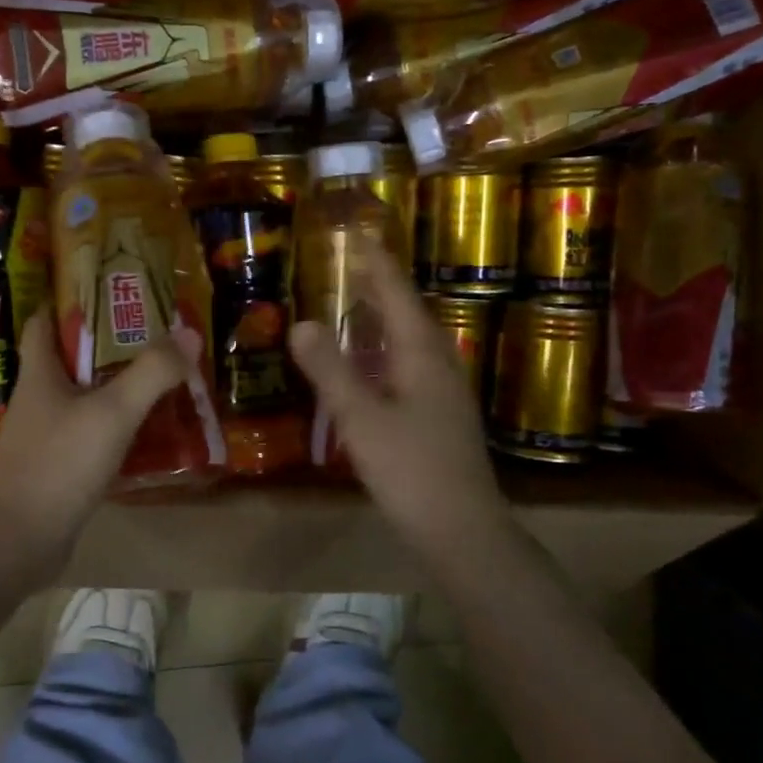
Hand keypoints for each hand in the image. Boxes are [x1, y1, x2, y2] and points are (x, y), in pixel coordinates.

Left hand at [0, 309, 198, 578]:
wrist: (15, 542)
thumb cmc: (57, 464)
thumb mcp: (112, 412)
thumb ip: (151, 373)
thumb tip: (189, 332)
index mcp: (40, 373)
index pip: (45, 321)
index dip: (69, 299)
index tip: (109, 287)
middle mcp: (41, 399)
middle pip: (73, 359)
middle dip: (111, 345)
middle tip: (158, 334)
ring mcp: (49, 437)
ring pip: (87, 400)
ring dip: (120, 388)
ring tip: (166, 378)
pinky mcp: (60, 470)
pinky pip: (95, 438)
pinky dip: (121, 430)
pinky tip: (154, 434)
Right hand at [288, 235, 508, 569]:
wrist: (461, 529)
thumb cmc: (411, 469)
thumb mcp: (361, 418)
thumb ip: (330, 370)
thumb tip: (301, 322)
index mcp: (423, 355)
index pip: (397, 295)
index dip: (376, 264)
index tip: (358, 233)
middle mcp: (438, 364)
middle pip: (408, 313)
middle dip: (381, 286)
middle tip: (351, 262)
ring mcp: (443, 392)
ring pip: (410, 342)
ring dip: (384, 319)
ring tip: (356, 304)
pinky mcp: (438, 416)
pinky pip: (408, 366)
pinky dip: (385, 352)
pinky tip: (369, 366)